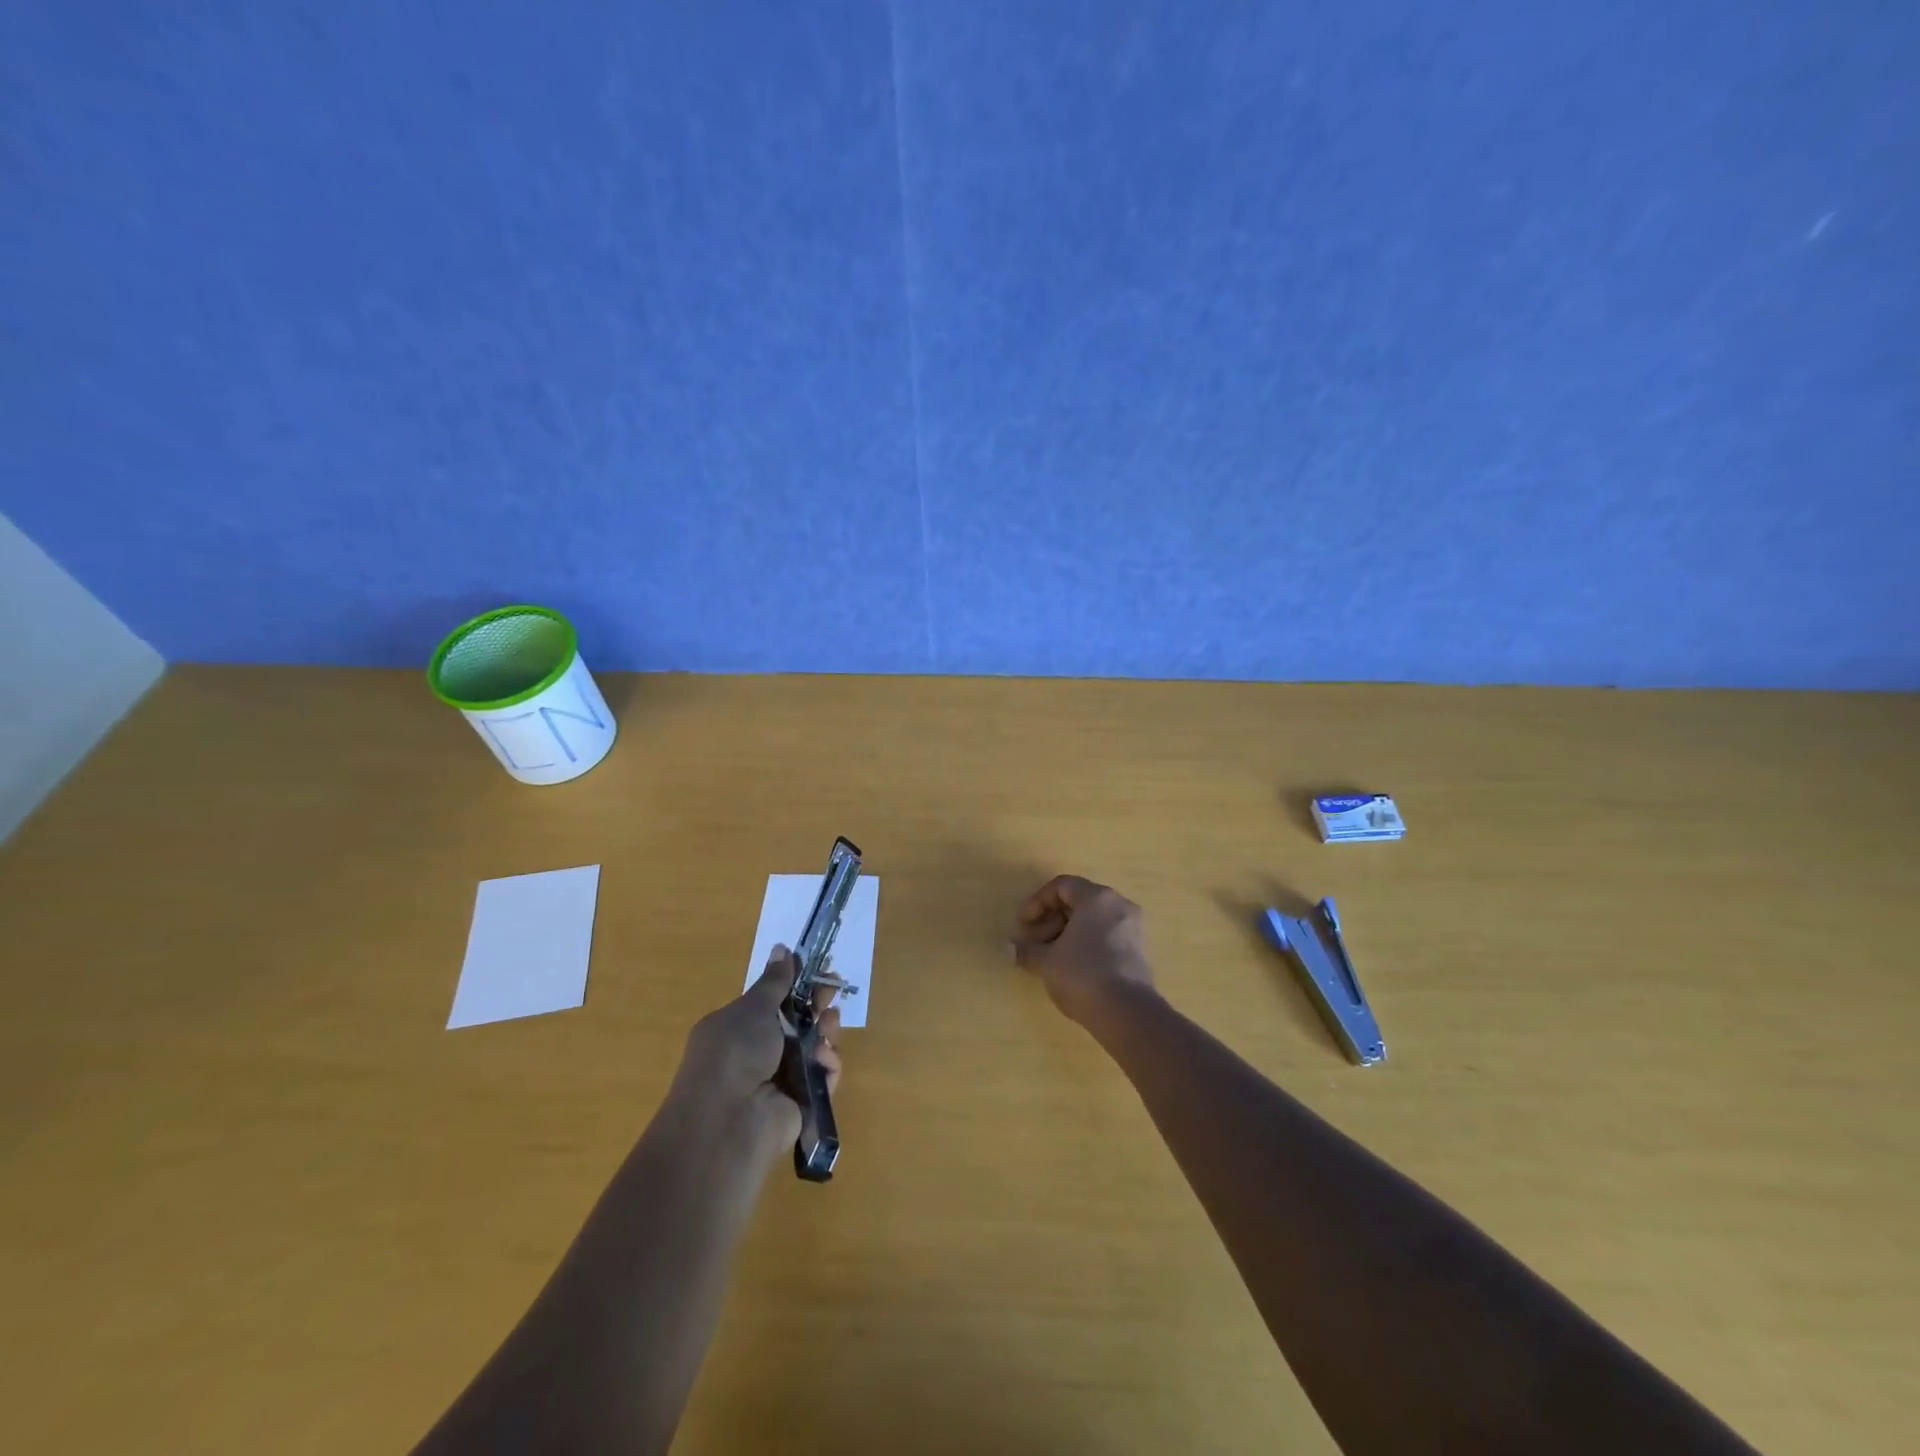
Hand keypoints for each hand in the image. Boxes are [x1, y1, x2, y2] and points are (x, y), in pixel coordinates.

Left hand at [670, 945, 841, 1154]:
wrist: (729, 1121)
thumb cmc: (734, 1053)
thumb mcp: (752, 1009)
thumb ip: (774, 981)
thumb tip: (782, 947)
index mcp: (739, 1027)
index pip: (774, 1000)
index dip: (797, 983)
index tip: (818, 967)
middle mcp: (758, 1052)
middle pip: (797, 1022)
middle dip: (817, 1004)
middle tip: (832, 991)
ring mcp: (779, 1078)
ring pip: (814, 1047)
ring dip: (826, 1031)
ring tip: (831, 1023)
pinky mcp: (800, 1102)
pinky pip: (822, 1076)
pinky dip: (828, 1065)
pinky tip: (826, 1059)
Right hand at [1011, 875, 1155, 1025]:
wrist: (1127, 1013)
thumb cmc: (1082, 974)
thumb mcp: (1046, 962)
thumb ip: (1026, 950)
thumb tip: (1009, 949)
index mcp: (1097, 898)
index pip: (1062, 886)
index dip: (1037, 903)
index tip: (1023, 926)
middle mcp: (1119, 906)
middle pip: (1078, 902)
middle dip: (1050, 921)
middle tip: (1034, 944)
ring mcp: (1133, 929)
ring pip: (1092, 922)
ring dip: (1066, 935)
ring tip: (1050, 960)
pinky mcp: (1138, 953)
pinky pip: (1106, 938)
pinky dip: (1085, 946)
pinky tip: (1071, 970)